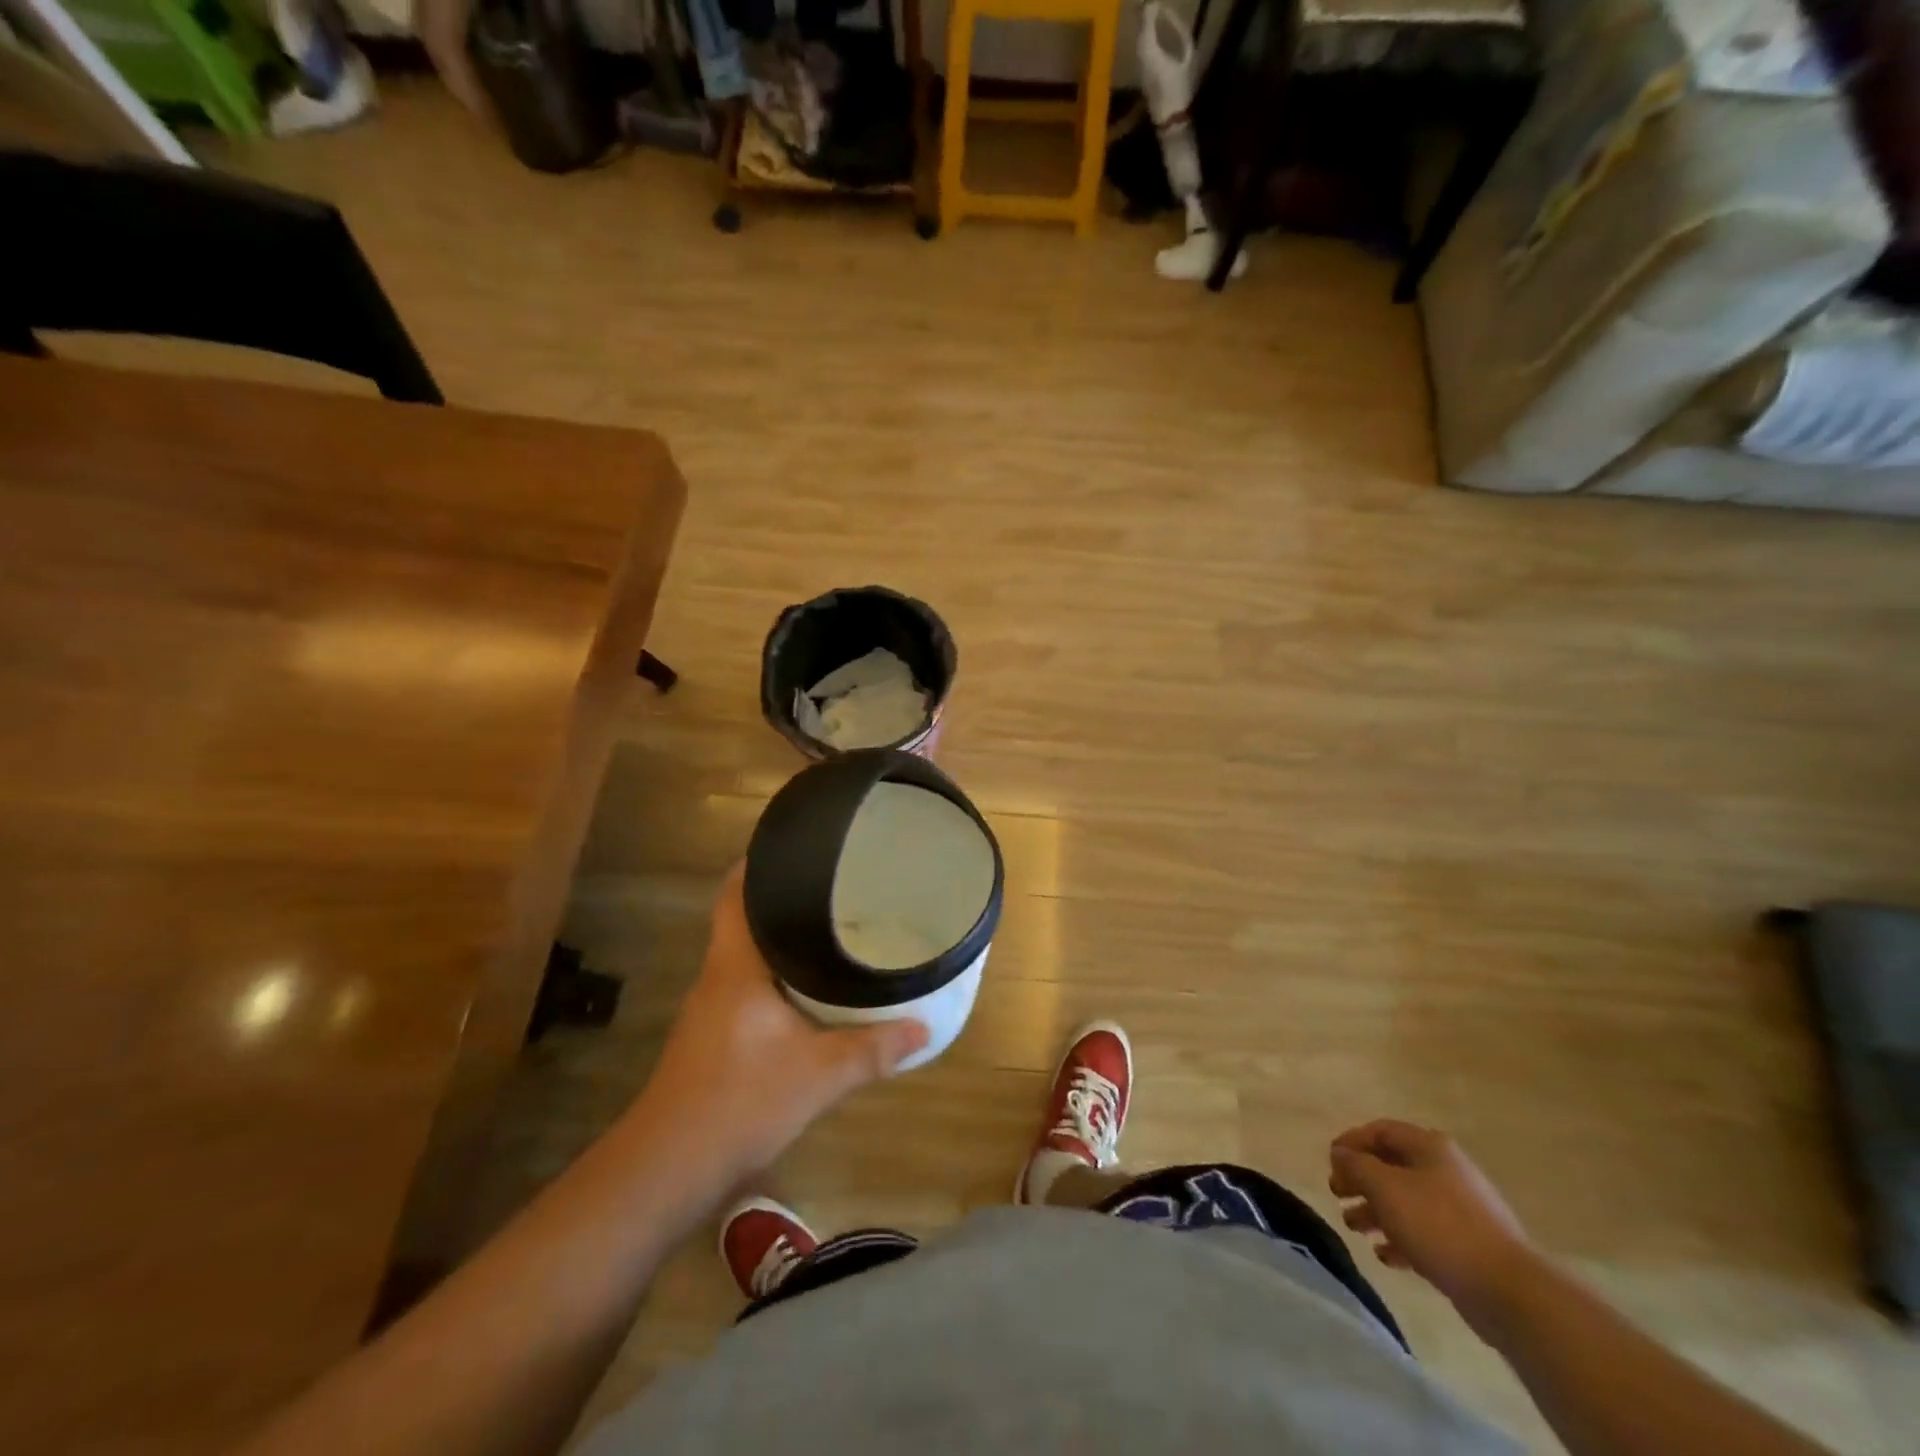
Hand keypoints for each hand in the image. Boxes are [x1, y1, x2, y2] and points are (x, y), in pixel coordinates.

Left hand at [628, 864, 929, 1184]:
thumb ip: (872, 1048)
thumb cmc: (739, 1102)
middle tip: (834, 885)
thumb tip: (924, 1028)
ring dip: (780, 940)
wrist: (666, 1170)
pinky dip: (776, 976)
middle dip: (783, 898)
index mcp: (735, 966)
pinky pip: (748, 986)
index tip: (795, 844)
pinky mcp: (713, 1038)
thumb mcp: (818, 1075)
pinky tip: (807, 990)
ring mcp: (711, 1009)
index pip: (735, 894)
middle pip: (744, 918)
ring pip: (747, 955)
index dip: (757, 863)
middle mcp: (718, 977)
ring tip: (830, 928)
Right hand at [1329, 1120, 1534, 1321]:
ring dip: (1375, 1211)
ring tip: (1354, 1227)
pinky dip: (1400, 1239)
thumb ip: (1356, 1165)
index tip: (1330, 1161)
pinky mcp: (1469, 1246)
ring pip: (1406, 1201)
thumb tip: (1340, 1153)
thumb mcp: (1385, 1187)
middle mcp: (1446, 1170)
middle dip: (1361, 1179)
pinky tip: (1384, 1256)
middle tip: (1337, 1194)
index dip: (1351, 1141)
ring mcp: (1461, 1210)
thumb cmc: (1439, 1225)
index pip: (1381, 1131)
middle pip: (1392, 1166)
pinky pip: (1425, 1233)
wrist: (1508, 1291)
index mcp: (1430, 1147)